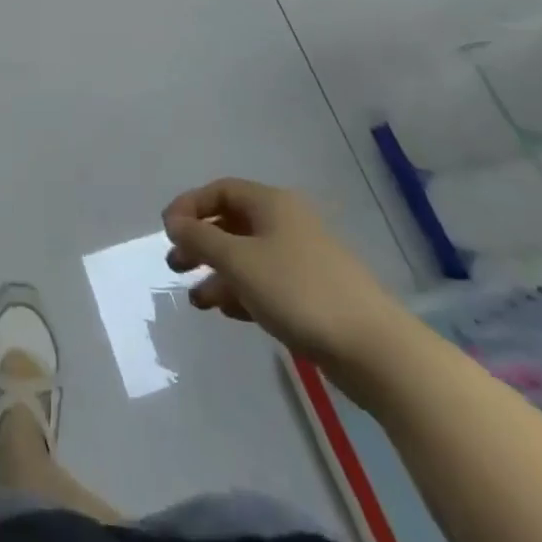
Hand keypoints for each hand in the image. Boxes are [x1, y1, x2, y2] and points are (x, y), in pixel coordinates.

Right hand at [162, 179, 405, 372]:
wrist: (375, 350)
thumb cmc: (299, 292)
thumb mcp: (240, 262)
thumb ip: (201, 238)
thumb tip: (173, 221)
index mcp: (271, 204)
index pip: (220, 191)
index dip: (189, 205)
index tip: (166, 231)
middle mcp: (286, 223)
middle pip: (232, 222)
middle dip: (200, 242)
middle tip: (175, 264)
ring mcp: (302, 259)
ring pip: (248, 256)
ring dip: (218, 272)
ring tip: (196, 300)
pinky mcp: (313, 293)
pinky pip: (266, 282)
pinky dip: (242, 291)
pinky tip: (228, 312)